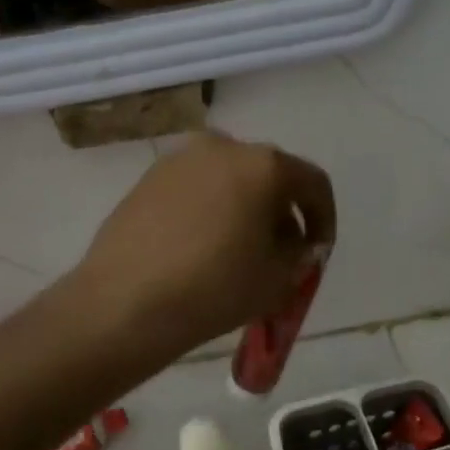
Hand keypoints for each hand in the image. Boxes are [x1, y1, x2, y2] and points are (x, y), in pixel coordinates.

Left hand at [69, 132, 335, 360]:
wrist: (125, 302)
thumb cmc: (214, 288)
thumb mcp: (277, 279)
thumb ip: (299, 254)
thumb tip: (295, 242)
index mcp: (263, 165)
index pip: (313, 183)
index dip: (324, 219)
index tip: (318, 251)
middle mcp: (222, 147)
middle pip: (268, 176)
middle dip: (281, 213)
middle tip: (280, 254)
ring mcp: (179, 160)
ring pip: (229, 181)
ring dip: (243, 210)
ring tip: (238, 253)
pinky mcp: (147, 179)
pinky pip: (195, 190)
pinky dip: (209, 211)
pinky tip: (201, 249)